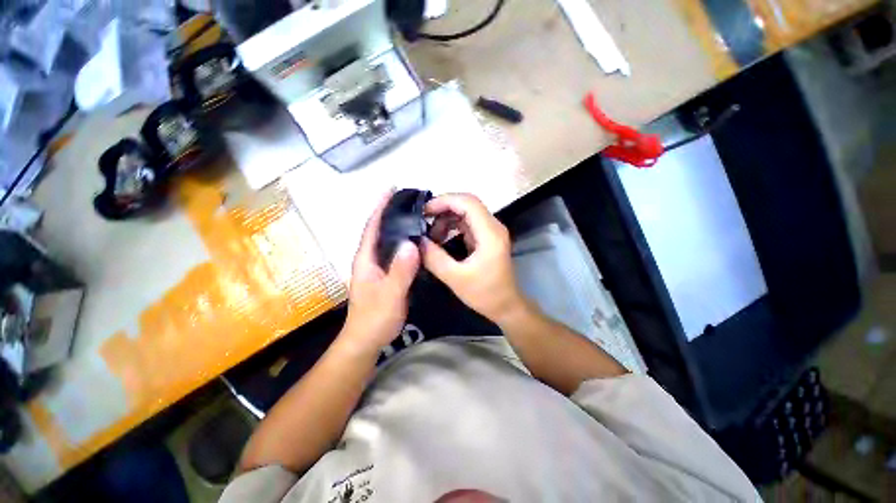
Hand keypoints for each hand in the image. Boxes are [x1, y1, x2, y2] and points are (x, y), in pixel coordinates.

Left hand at [343, 191, 420, 350]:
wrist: (368, 339)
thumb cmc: (375, 318)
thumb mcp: (390, 295)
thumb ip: (400, 271)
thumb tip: (411, 243)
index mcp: (366, 258)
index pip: (372, 227)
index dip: (380, 207)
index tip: (392, 190)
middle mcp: (370, 258)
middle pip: (380, 230)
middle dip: (391, 213)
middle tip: (412, 201)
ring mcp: (378, 267)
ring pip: (389, 241)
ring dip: (399, 226)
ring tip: (417, 216)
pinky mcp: (387, 274)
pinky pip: (397, 253)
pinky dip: (406, 243)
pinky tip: (418, 242)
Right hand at [421, 193, 526, 325]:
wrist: (506, 306)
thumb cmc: (485, 294)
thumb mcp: (455, 278)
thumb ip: (434, 258)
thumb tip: (416, 241)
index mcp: (490, 233)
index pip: (468, 202)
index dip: (444, 201)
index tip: (423, 211)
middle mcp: (493, 226)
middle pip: (467, 204)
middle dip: (443, 208)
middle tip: (422, 221)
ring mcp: (490, 231)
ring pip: (466, 212)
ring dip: (446, 218)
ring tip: (430, 235)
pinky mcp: (486, 237)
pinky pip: (467, 223)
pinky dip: (451, 226)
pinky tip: (439, 239)